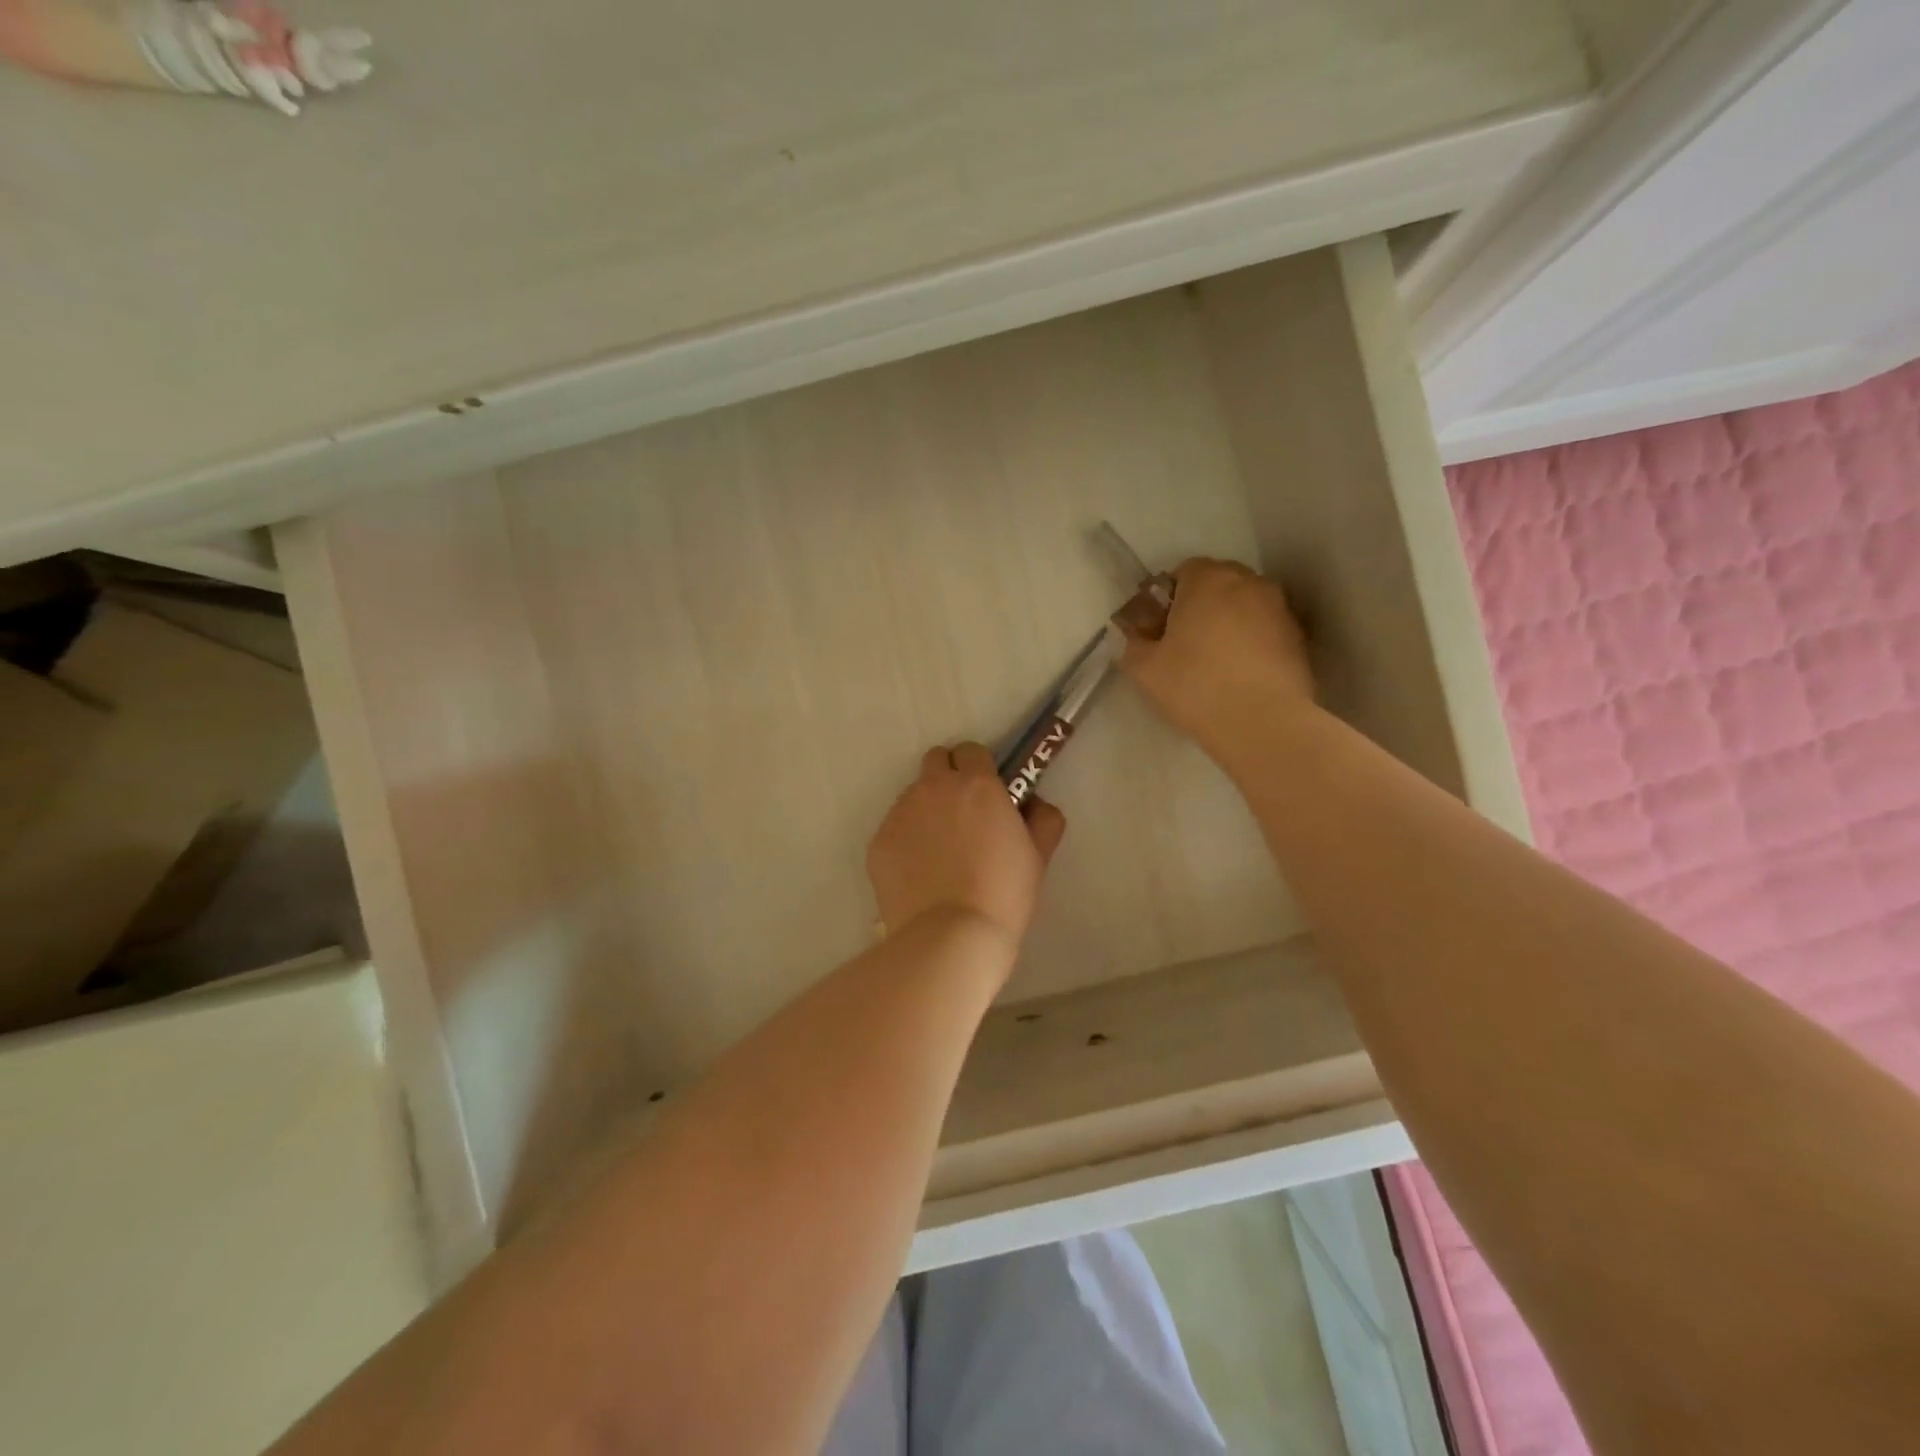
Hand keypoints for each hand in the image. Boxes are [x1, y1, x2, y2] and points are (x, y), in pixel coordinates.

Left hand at [867, 742, 1066, 943]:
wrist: (950, 937)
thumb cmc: (1003, 894)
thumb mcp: (1038, 855)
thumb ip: (1042, 818)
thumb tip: (1033, 802)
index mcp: (976, 784)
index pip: (971, 751)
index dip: (979, 768)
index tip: (986, 793)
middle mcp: (934, 788)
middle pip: (936, 761)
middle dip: (948, 777)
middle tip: (962, 814)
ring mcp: (900, 813)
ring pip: (913, 796)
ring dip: (926, 810)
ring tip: (939, 853)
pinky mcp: (878, 841)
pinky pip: (894, 829)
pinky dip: (906, 841)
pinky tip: (920, 874)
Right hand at [1119, 558, 1316, 765]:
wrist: (1263, 723)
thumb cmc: (1195, 686)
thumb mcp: (1143, 669)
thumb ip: (1135, 643)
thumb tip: (1141, 637)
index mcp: (1208, 579)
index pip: (1184, 571)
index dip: (1168, 598)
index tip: (1159, 628)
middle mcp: (1249, 582)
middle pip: (1218, 584)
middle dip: (1201, 605)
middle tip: (1184, 643)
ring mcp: (1280, 609)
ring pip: (1245, 606)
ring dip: (1229, 623)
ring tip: (1215, 662)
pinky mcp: (1300, 638)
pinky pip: (1265, 630)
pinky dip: (1252, 643)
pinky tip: (1240, 675)